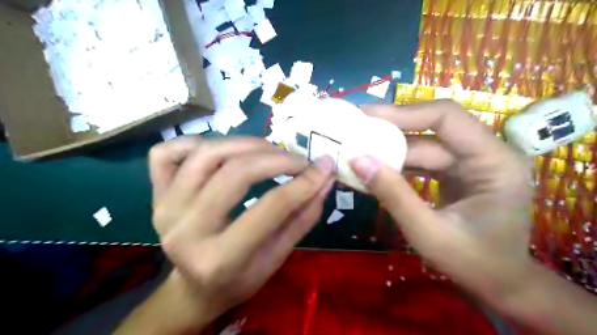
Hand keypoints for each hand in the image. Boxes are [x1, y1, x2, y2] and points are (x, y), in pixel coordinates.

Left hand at [149, 136, 334, 324]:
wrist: (195, 287)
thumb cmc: (240, 279)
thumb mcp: (278, 257)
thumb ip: (303, 217)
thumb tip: (325, 179)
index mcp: (219, 259)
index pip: (271, 208)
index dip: (304, 183)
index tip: (324, 167)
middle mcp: (185, 230)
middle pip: (236, 173)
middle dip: (277, 158)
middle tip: (299, 160)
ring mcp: (165, 208)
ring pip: (207, 154)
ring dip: (246, 144)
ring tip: (270, 150)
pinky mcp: (155, 195)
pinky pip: (167, 152)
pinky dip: (196, 142)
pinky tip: (222, 151)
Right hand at [349, 101, 533, 307]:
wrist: (498, 284)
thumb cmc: (473, 262)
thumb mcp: (428, 232)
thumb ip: (393, 194)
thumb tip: (357, 160)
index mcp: (494, 160)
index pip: (446, 117)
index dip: (404, 113)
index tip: (366, 115)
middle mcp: (485, 152)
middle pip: (430, 130)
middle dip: (390, 131)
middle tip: (352, 130)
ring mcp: (469, 162)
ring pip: (422, 145)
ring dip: (389, 150)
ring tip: (356, 149)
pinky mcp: (455, 173)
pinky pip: (421, 161)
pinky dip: (396, 165)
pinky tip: (373, 169)